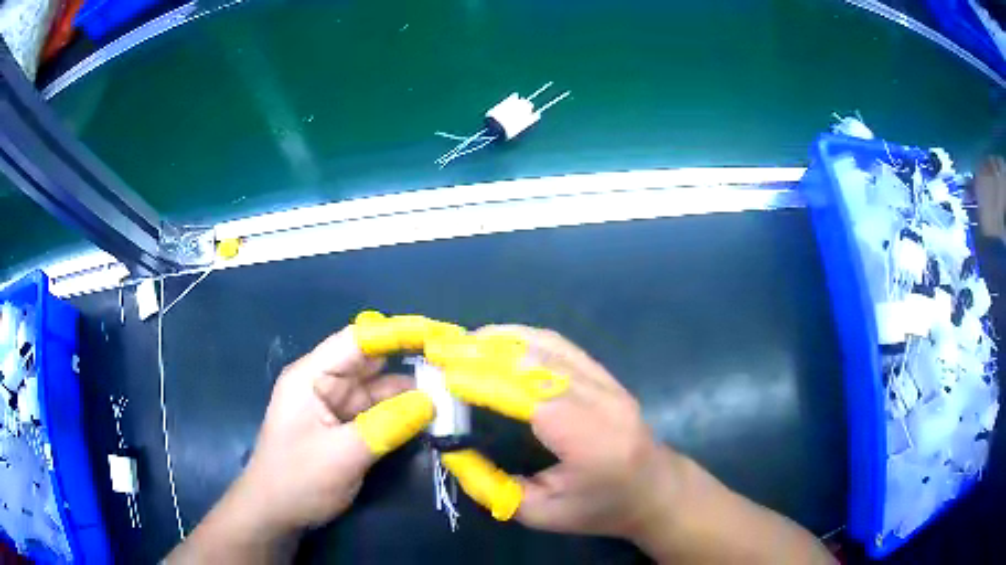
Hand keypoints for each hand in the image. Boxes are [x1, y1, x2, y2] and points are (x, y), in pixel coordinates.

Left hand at [236, 327, 432, 532]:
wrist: (275, 515)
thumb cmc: (296, 480)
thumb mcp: (340, 455)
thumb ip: (385, 426)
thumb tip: (430, 401)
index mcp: (312, 377)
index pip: (357, 341)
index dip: (396, 332)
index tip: (437, 334)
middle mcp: (325, 383)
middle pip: (372, 362)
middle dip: (411, 361)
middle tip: (455, 365)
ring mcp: (336, 407)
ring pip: (380, 389)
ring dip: (412, 392)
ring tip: (452, 393)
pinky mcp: (347, 428)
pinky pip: (380, 413)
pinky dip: (404, 414)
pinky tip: (431, 417)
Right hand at [428, 326, 674, 538]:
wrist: (655, 491)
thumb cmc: (600, 509)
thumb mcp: (541, 514)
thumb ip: (493, 487)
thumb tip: (452, 451)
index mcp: (592, 441)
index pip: (532, 396)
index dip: (485, 381)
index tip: (444, 375)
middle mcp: (604, 402)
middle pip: (538, 363)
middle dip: (485, 354)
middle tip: (443, 353)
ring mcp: (609, 383)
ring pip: (550, 346)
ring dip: (503, 339)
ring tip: (464, 343)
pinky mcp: (607, 375)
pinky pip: (562, 346)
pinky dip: (525, 338)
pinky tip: (500, 342)